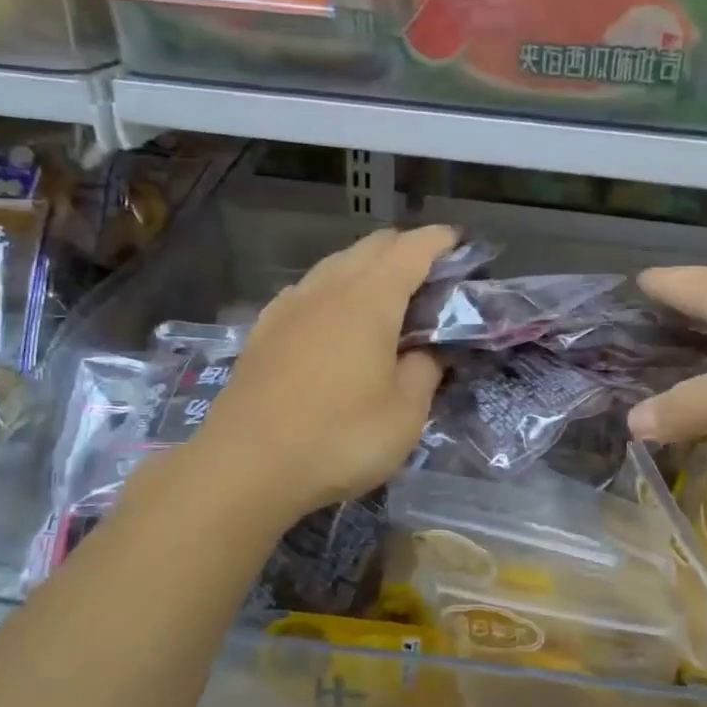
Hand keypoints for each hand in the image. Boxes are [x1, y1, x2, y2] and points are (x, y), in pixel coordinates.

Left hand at [195, 224, 456, 517]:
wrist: (246, 466)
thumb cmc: (339, 438)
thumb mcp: (405, 414)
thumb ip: (425, 371)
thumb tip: (428, 351)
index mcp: (370, 299)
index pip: (412, 249)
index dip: (440, 240)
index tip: (460, 244)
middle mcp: (328, 289)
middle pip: (372, 246)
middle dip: (406, 249)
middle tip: (431, 278)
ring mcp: (290, 306)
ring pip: (335, 264)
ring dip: (367, 267)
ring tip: (386, 299)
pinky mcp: (263, 329)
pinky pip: (307, 290)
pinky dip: (333, 289)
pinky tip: (333, 319)